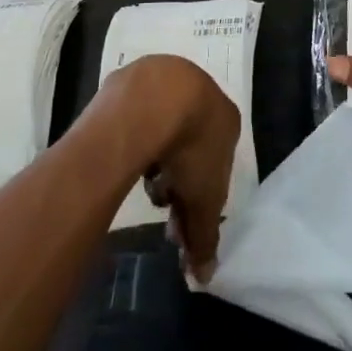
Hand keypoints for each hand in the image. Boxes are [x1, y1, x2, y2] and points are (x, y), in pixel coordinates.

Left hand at [111, 55, 238, 281]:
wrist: (156, 99)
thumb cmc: (191, 148)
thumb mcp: (204, 200)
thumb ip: (205, 236)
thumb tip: (204, 276)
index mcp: (227, 117)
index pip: (217, 162)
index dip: (199, 195)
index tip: (179, 218)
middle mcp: (202, 91)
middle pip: (190, 143)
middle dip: (176, 178)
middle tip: (158, 200)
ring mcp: (167, 77)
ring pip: (163, 126)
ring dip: (155, 155)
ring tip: (141, 176)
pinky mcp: (135, 74)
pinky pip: (136, 112)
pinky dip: (133, 132)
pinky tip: (125, 149)